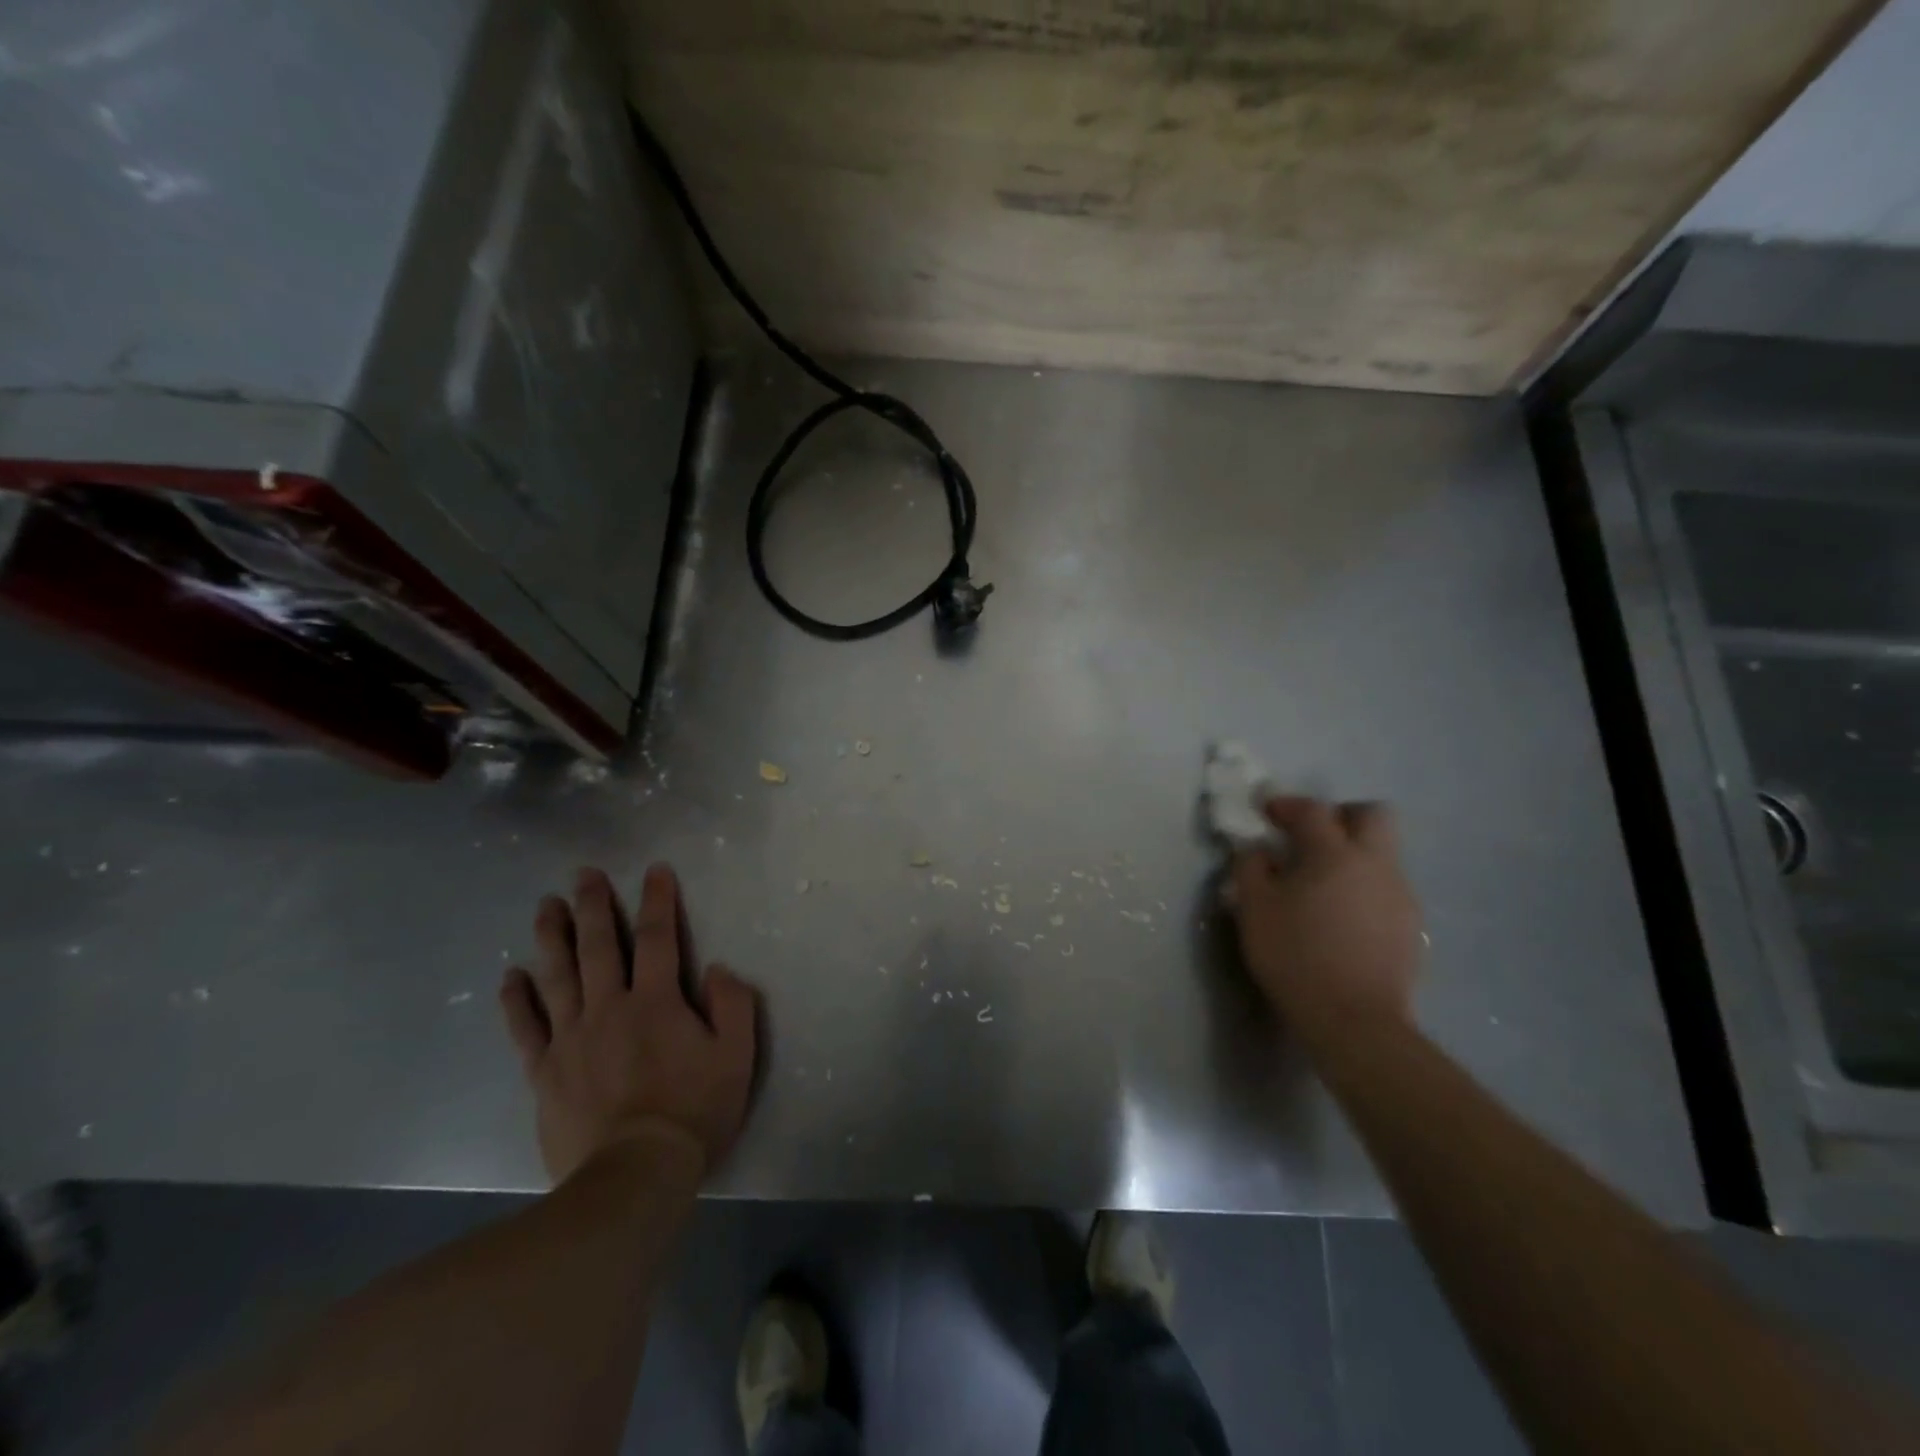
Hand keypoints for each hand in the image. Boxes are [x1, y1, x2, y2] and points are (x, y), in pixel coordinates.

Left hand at [499, 864, 758, 1184]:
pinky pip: (526, 1027)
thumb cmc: (693, 1113)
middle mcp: (610, 1007)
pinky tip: (511, 976)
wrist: (633, 1175)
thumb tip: (717, 968)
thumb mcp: (737, 1057)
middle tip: (584, 874)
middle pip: (599, 946)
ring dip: (552, 937)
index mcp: (658, 1001)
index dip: (658, 900)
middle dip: (594, 905)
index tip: (655, 871)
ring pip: (558, 975)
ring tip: (545, 906)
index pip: (659, 938)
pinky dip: (517, 999)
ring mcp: (572, 1038)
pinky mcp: (545, 1071)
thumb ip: (733, 1005)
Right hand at [1230, 797, 1422, 1050]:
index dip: (1287, 805)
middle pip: (1372, 815)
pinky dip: (1363, 887)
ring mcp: (1399, 894)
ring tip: (1322, 884)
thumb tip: (1260, 851)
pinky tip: (1341, 915)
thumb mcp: (1254, 909)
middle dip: (1341, 816)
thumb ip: (1251, 868)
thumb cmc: (1295, 956)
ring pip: (1382, 853)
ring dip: (1353, 854)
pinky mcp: (1410, 925)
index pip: (1313, 810)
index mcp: (1334, 854)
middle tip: (1311, 836)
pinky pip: (1386, 887)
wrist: (1355, 1020)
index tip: (1266, 812)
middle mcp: (1374, 864)